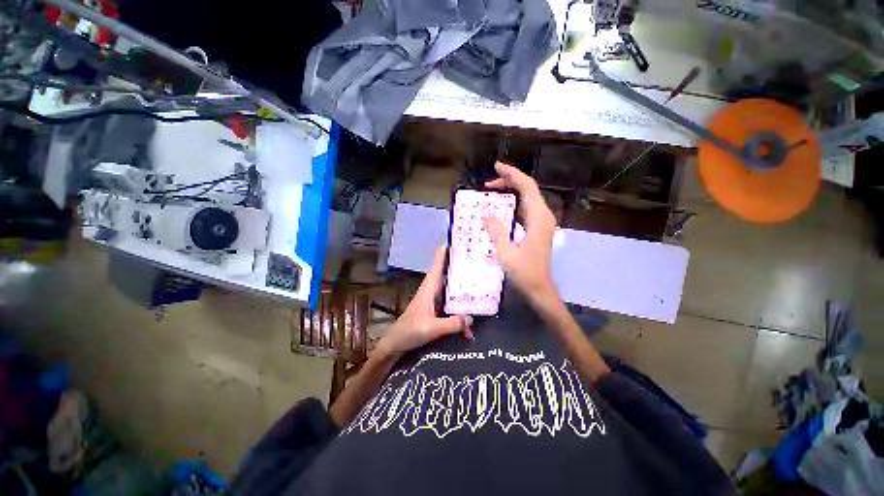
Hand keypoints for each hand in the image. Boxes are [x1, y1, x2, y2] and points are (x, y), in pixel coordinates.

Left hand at [375, 247, 472, 360]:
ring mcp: (437, 298)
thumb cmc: (409, 331)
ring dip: (465, 285)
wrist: (397, 343)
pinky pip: (454, 302)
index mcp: (430, 286)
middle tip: (480, 258)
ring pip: (453, 286)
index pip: (438, 262)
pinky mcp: (439, 308)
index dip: (448, 251)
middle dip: (463, 265)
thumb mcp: (431, 328)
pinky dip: (462, 308)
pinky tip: (471, 321)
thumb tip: (471, 318)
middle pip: (450, 271)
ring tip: (483, 281)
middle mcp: (434, 288)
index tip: (462, 241)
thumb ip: (451, 324)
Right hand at [483, 162, 558, 303]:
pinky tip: (501, 207)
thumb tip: (486, 212)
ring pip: (527, 198)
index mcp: (538, 218)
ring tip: (492, 191)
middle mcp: (543, 216)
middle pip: (528, 189)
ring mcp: (541, 222)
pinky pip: (525, 209)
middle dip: (509, 181)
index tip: (496, 167)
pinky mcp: (537, 229)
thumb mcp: (506, 251)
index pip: (527, 187)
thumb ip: (496, 230)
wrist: (539, 288)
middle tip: (488, 183)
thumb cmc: (524, 272)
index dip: (512, 174)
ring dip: (511, 192)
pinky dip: (513, 203)